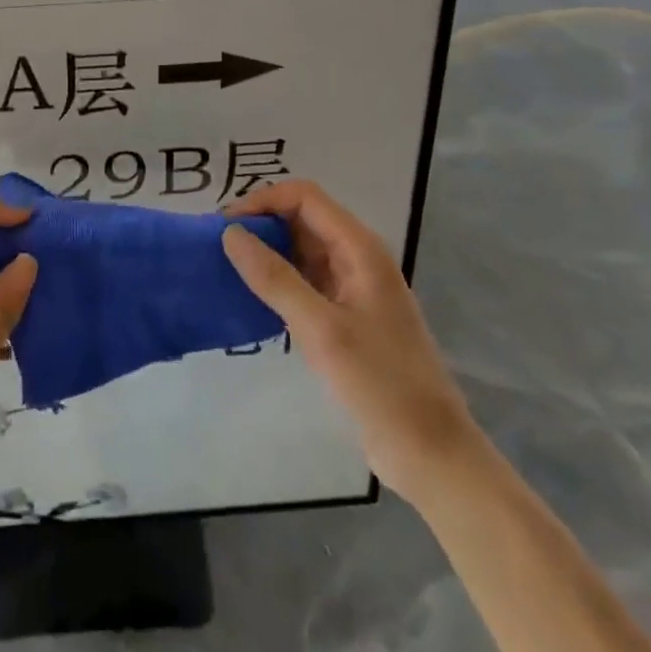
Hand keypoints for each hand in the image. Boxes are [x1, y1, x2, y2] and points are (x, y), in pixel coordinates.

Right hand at [223, 180, 477, 504]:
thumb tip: (230, 233)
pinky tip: (252, 298)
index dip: (263, 201)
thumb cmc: (381, 385)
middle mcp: (357, 257)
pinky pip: (305, 281)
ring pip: (301, 250)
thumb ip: (274, 278)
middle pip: (302, 219)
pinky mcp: (346, 316)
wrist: (431, 454)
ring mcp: (353, 287)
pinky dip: (278, 281)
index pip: (304, 197)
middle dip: (261, 224)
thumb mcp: (322, 329)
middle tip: (219, 247)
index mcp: (359, 248)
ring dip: (266, 252)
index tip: (226, 225)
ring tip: (227, 269)